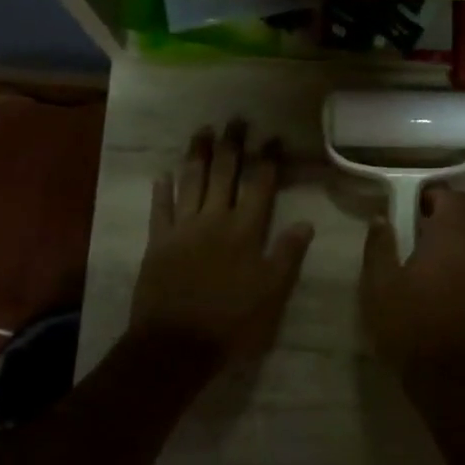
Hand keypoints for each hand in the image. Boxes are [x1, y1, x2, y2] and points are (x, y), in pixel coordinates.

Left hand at [130, 121, 313, 368]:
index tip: (274, 137)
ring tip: (203, 131)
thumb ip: (287, 255)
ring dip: (197, 155)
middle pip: (224, 174)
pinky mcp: (157, 242)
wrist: (177, 344)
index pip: (260, 186)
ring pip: (191, 182)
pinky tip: (162, 174)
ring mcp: (182, 229)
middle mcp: (214, 220)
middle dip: (232, 145)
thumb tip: (306, 223)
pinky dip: (161, 190)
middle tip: (236, 120)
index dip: (268, 160)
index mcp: (245, 231)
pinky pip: (159, 209)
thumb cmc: (232, 322)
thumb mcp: (272, 294)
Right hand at [360, 187, 464, 383]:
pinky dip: (460, 245)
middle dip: (447, 204)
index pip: (450, 198)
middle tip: (416, 215)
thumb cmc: (409, 325)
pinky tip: (433, 265)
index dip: (429, 193)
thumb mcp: (380, 285)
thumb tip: (380, 218)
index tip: (405, 202)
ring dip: (455, 225)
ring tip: (421, 240)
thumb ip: (379, 246)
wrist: (448, 375)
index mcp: (449, 238)